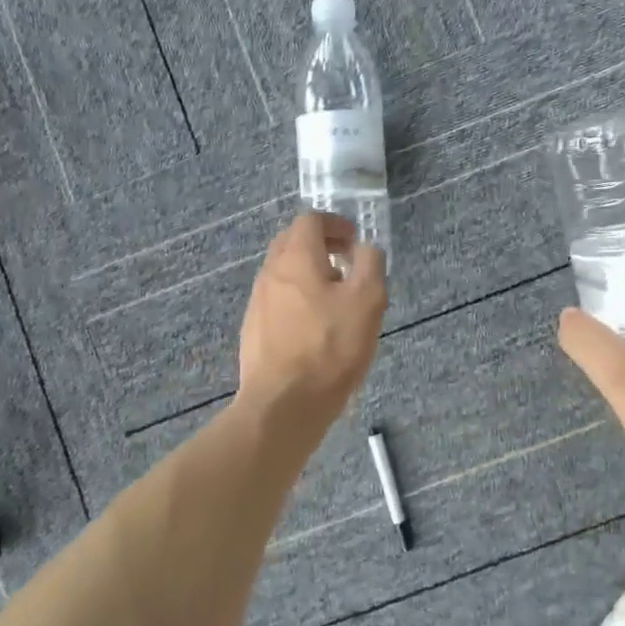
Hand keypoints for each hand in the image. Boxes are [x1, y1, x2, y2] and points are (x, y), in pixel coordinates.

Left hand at [237, 212, 386, 433]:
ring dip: (309, 274)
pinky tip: (316, 327)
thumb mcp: (368, 301)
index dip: (335, 224)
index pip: (310, 220)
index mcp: (295, 258)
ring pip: (284, 273)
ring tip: (336, 299)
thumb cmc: (330, 348)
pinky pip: (278, 300)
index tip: (355, 240)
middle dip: (321, 245)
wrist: (283, 404)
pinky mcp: (253, 330)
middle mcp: (270, 273)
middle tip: (347, 264)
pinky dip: (298, 299)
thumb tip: (365, 248)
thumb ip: (370, 264)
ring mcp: (257, 302)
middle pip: (292, 242)